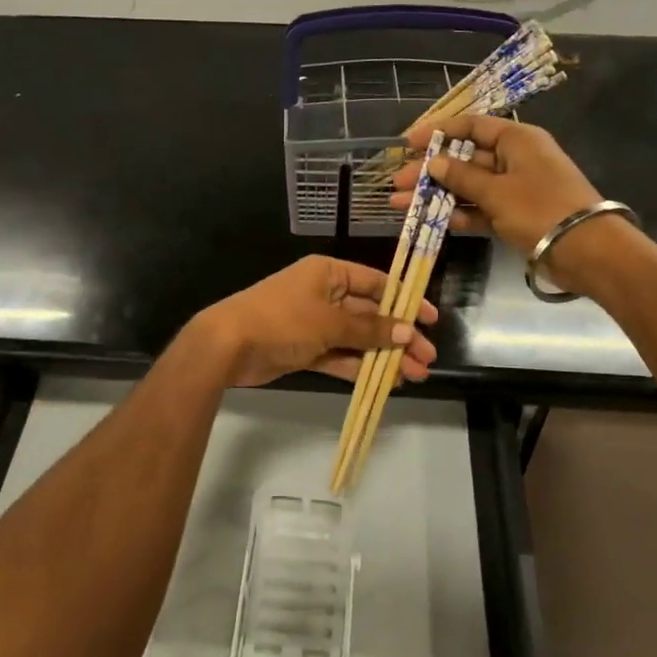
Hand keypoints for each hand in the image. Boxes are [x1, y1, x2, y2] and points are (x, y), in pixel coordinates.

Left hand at [186, 255, 438, 388]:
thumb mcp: (329, 322)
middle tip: (426, 359)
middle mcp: (323, 294)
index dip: (404, 301)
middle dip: (398, 336)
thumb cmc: (282, 320)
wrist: (227, 345)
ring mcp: (313, 324)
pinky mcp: (305, 349)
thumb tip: (405, 331)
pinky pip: (339, 356)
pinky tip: (384, 382)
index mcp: (329, 273)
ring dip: (383, 356)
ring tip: (414, 376)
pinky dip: (359, 368)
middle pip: (369, 314)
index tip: (429, 320)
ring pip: (357, 339)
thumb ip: (368, 329)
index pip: (375, 283)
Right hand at [390, 114, 606, 284]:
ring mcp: (515, 189)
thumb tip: (434, 162)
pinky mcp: (515, 215)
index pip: (472, 126)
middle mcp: (515, 159)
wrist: (586, 250)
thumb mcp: (497, 191)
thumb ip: (461, 177)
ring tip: (400, 203)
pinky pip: (480, 209)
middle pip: (465, 158)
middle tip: (397, 181)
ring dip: (437, 194)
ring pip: (469, 186)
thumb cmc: (541, 208)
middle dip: (430, 170)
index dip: (438, 131)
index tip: (408, 143)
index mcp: (517, 139)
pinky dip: (458, 213)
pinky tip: (431, 220)